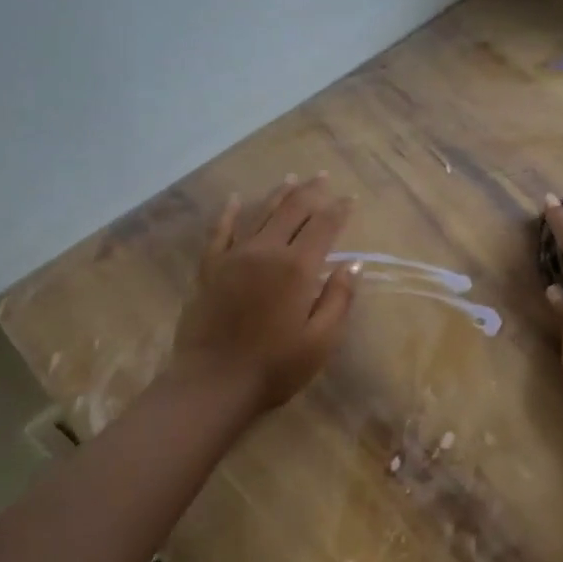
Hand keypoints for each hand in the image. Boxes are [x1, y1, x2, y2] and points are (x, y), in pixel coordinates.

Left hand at [169, 175, 361, 416]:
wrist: (212, 383)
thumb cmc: (275, 366)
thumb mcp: (321, 340)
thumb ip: (339, 298)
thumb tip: (353, 264)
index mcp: (297, 267)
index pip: (324, 226)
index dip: (339, 209)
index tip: (350, 199)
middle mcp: (266, 250)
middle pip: (292, 209)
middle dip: (311, 191)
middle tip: (323, 178)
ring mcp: (233, 256)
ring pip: (259, 212)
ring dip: (278, 194)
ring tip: (291, 179)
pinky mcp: (209, 268)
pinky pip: (220, 230)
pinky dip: (230, 212)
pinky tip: (236, 199)